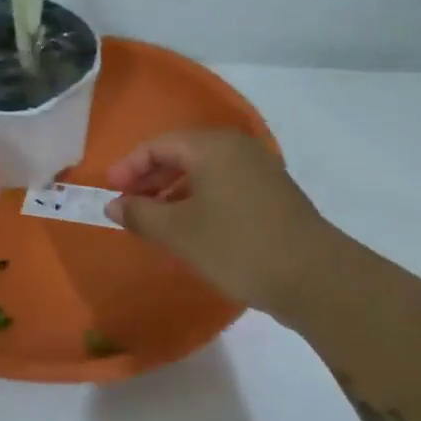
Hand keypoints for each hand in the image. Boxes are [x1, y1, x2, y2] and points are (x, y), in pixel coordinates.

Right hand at [104, 129, 338, 314]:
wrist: (312, 276)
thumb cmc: (236, 246)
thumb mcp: (178, 233)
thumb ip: (140, 214)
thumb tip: (114, 205)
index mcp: (213, 146)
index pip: (158, 144)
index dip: (128, 167)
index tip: (109, 193)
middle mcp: (237, 148)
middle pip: (182, 153)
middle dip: (150, 178)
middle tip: (127, 206)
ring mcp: (259, 169)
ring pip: (204, 171)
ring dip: (173, 191)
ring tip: (154, 221)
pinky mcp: (272, 193)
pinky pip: (223, 185)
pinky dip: (198, 199)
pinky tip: (189, 227)